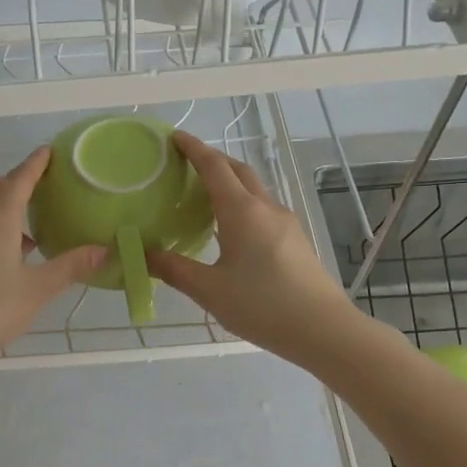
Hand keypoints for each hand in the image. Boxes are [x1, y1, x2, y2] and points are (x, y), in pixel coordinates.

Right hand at [146, 131, 360, 365]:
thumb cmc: (262, 305)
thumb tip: (142, 253)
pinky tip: (232, 229)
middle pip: (238, 170)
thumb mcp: (209, 290)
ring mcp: (286, 223)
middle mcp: (266, 208)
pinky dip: (243, 203)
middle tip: (186, 163)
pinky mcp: (296, 240)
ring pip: (254, 189)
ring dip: (230, 182)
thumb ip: (173, 269)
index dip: (193, 148)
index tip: (174, 137)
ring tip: (205, 195)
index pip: (214, 166)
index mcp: (242, 211)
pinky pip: (264, 209)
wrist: (324, 330)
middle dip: (213, 160)